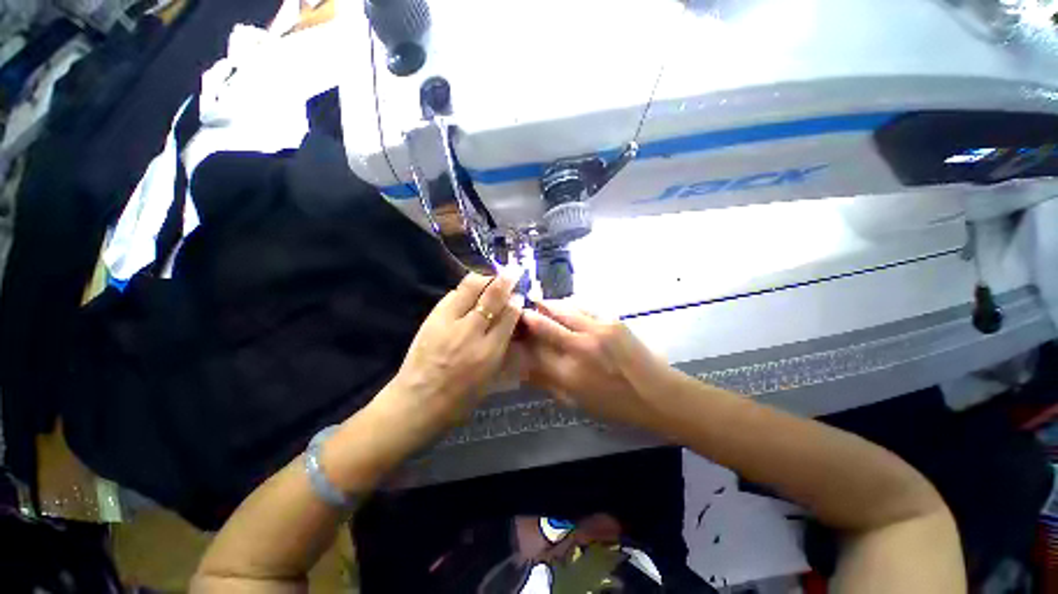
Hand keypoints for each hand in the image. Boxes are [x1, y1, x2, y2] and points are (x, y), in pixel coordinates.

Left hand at [382, 271, 524, 434]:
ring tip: (490, 278)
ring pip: (471, 287)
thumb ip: (502, 347)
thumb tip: (509, 321)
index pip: (510, 315)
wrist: (418, 401)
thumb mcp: (490, 377)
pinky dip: (464, 290)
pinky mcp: (432, 317)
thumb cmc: (460, 397)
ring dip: (484, 278)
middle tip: (512, 271)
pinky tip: (468, 292)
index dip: (516, 302)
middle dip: (505, 280)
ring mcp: (450, 321)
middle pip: (493, 295)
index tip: (518, 297)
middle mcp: (472, 332)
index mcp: (490, 351)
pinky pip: (452, 294)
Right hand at [519, 301, 668, 428]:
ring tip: (540, 302)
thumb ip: (548, 382)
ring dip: (548, 305)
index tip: (514, 332)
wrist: (657, 394)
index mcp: (568, 375)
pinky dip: (570, 304)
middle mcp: (578, 348)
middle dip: (528, 316)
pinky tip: (566, 305)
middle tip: (521, 311)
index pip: (533, 350)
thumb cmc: (615, 405)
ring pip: (562, 309)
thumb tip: (525, 368)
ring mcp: (596, 330)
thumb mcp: (577, 401)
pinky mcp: (611, 320)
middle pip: (543, 324)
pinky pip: (583, 305)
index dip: (521, 339)